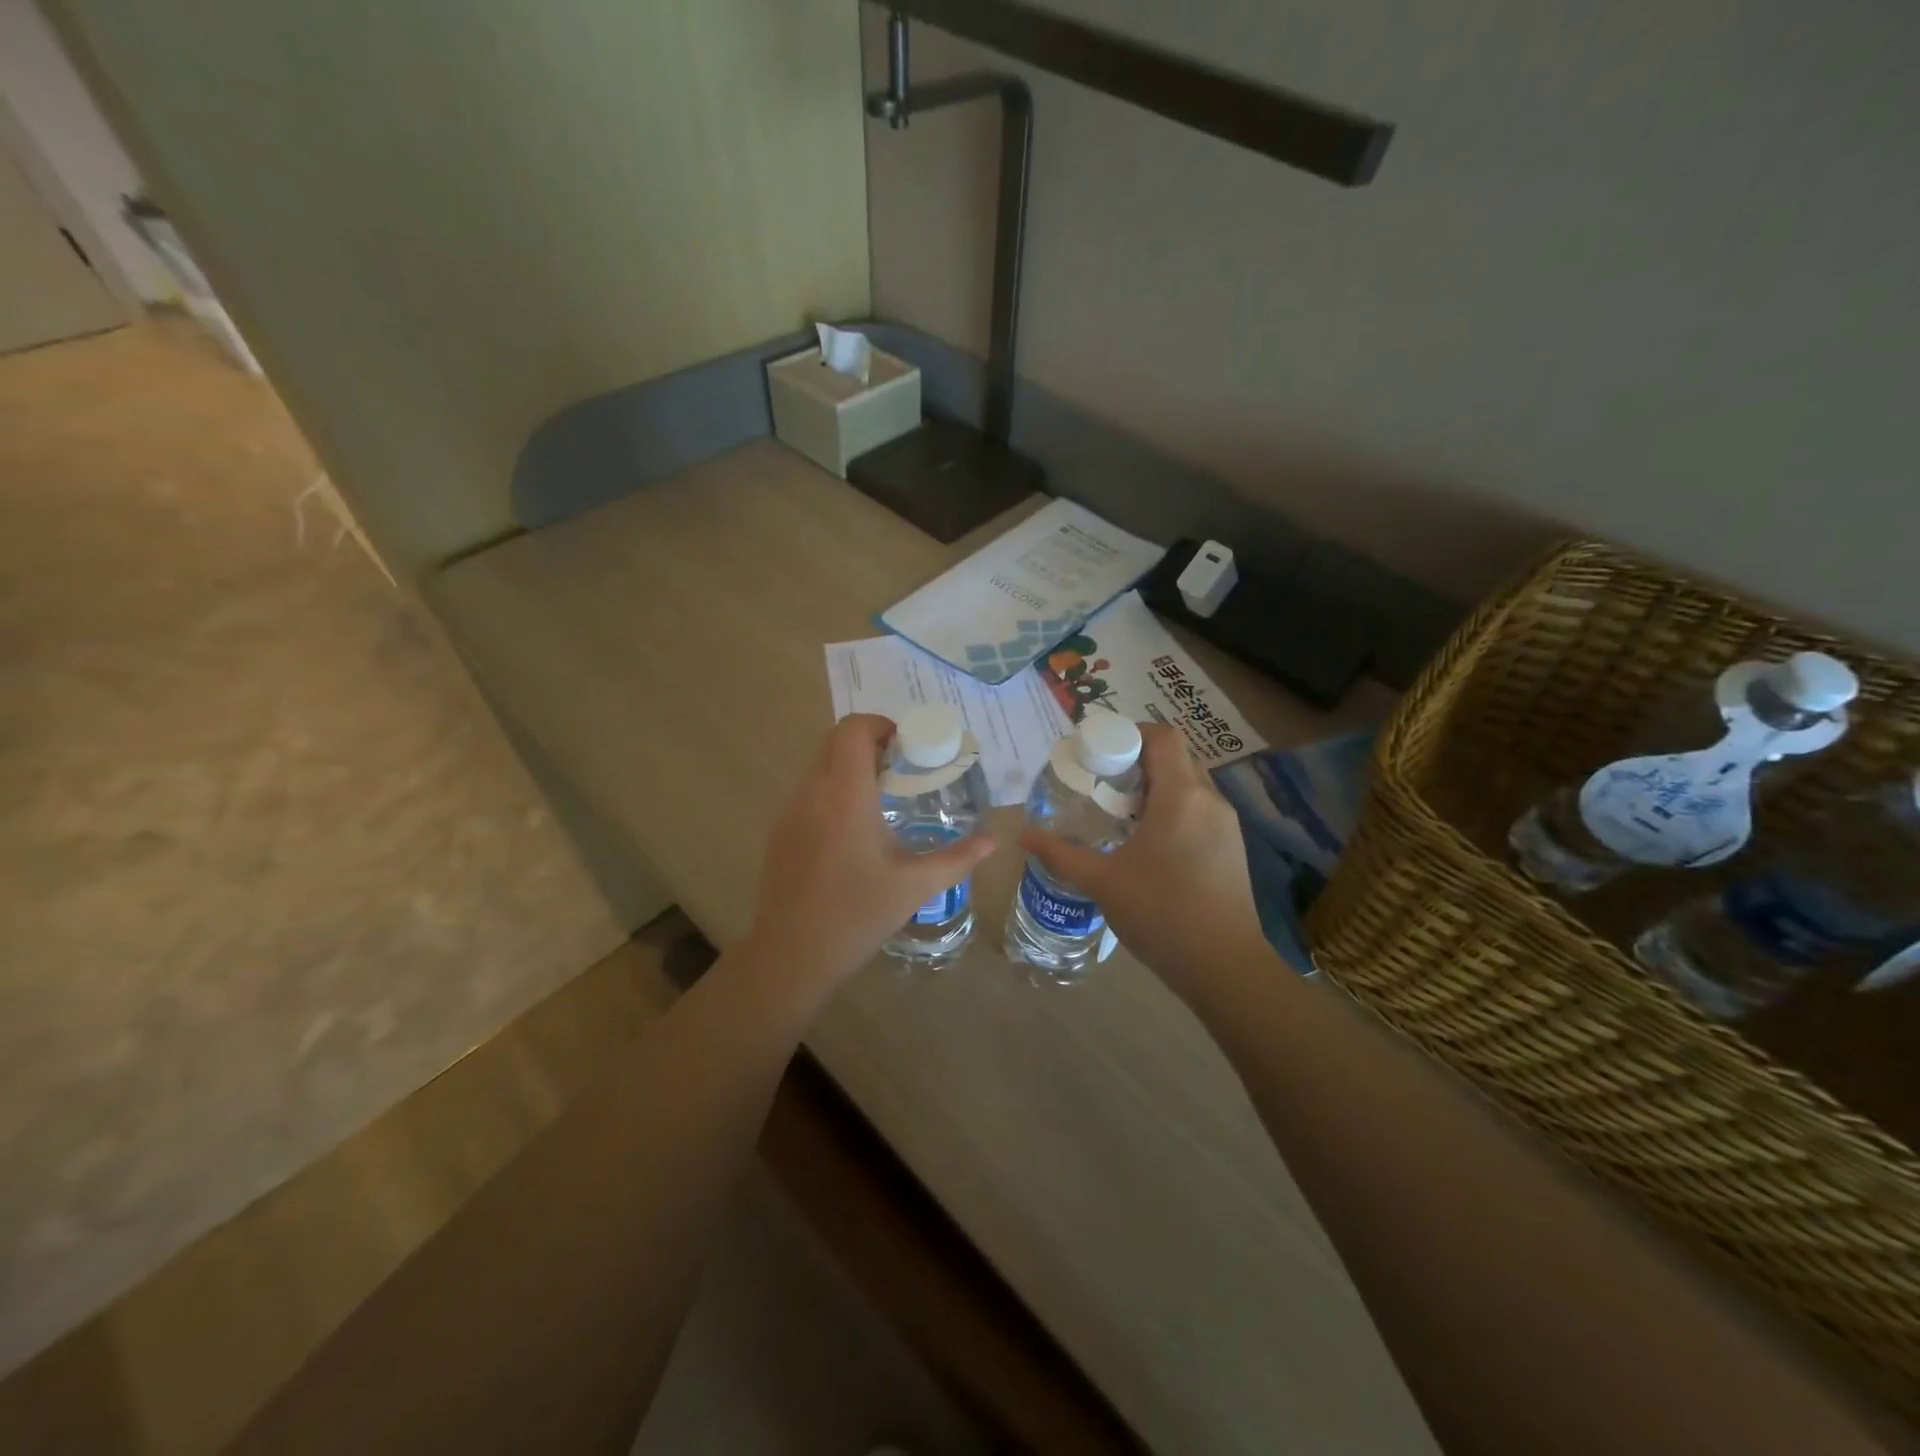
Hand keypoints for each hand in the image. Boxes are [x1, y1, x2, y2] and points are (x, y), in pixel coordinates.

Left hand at [743, 714, 995, 997]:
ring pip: (818, 763)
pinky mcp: (780, 830)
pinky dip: (832, 788)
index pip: (853, 730)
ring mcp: (790, 811)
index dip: (880, 724)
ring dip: (849, 764)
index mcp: (846, 796)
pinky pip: (808, 790)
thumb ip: (958, 858)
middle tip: (900, 766)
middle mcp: (813, 792)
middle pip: (833, 739)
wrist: (792, 954)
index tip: (907, 745)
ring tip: (881, 795)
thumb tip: (994, 840)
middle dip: (868, 741)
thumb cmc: (858, 915)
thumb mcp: (915, 886)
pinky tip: (854, 828)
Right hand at [1020, 723, 1266, 991]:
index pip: (1163, 737)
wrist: (1224, 967)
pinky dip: (1174, 812)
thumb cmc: (1161, 913)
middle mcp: (1210, 801)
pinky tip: (1150, 847)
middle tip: (1104, 786)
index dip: (1131, 734)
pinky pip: (1201, 812)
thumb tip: (1023, 836)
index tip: (1101, 755)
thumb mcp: (1102, 882)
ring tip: (1122, 817)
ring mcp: (1227, 826)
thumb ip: (1060, 854)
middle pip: (1176, 758)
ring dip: (1157, 789)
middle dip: (1139, 763)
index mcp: (1181, 796)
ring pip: (1190, 787)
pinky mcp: (1233, 850)